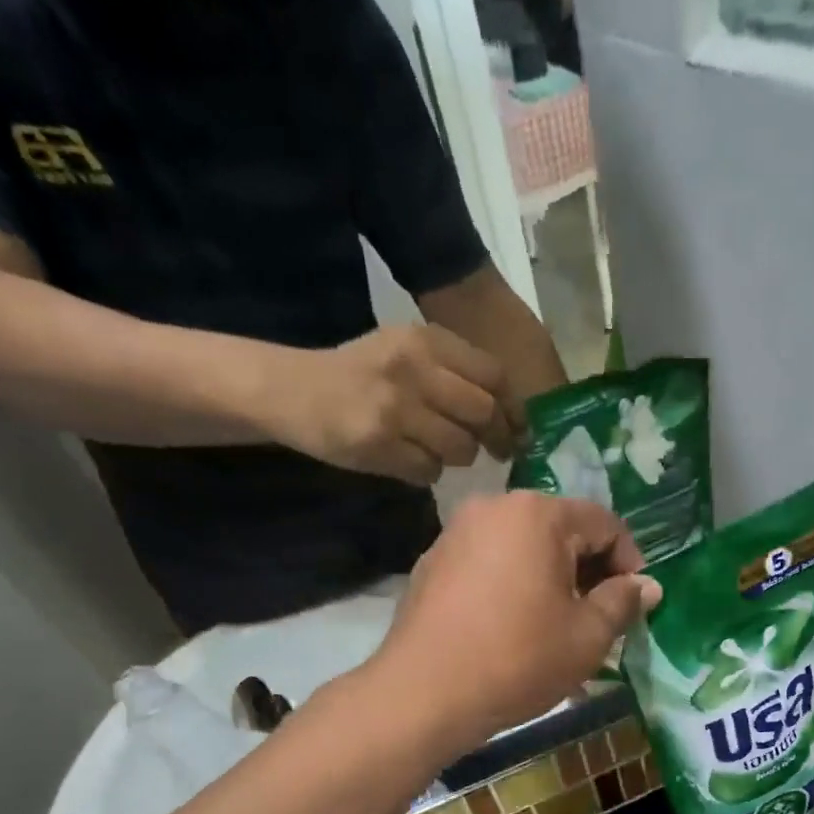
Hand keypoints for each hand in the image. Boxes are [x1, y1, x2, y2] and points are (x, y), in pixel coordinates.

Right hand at [284, 324, 517, 483]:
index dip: (514, 409)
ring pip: (460, 447)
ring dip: (459, 457)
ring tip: (440, 450)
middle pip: (483, 413)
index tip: (520, 429)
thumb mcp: (405, 352)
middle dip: (498, 439)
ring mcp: (395, 407)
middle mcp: (414, 368)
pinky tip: (409, 460)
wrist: (294, 390)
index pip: (493, 376)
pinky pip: (429, 470)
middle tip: (500, 453)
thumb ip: (453, 373)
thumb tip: (508, 414)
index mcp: (425, 341)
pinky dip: (427, 472)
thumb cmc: (359, 374)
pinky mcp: (379, 443)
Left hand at [373, 492, 659, 752]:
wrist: (424, 693)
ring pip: (523, 549)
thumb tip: (648, 586)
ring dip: (551, 580)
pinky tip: (514, 629)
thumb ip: (623, 602)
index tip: (635, 603)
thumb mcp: (587, 636)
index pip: (604, 523)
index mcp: (538, 514)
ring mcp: (456, 534)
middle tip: (601, 618)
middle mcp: (494, 508)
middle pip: (561, 531)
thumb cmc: (518, 659)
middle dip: (589, 572)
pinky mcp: (432, 564)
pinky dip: (513, 587)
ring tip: (559, 627)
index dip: (630, 562)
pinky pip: (490, 565)